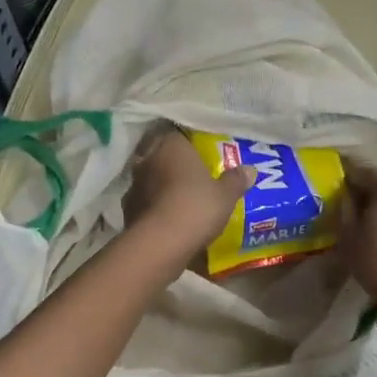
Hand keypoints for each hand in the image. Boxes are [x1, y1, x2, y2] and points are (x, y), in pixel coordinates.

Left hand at [123, 129, 254, 263]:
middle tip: (191, 174)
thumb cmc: (196, 206)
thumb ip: (236, 180)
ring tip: (178, 197)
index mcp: (171, 145)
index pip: (176, 133)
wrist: (160, 243)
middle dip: (173, 163)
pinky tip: (167, 217)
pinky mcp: (127, 209)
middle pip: (160, 154)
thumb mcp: (226, 195)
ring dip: (160, 185)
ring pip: (149, 178)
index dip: (188, 142)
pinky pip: (144, 202)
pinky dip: (153, 207)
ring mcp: (134, 184)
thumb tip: (250, 170)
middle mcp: (147, 158)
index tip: (200, 152)